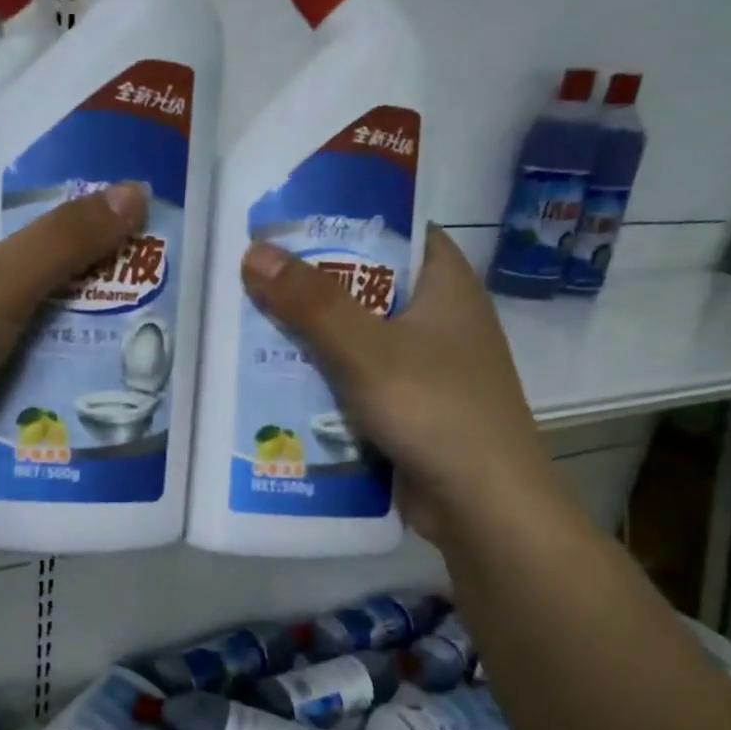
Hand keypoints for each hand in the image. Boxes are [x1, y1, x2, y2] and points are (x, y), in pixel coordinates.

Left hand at [0, 178, 147, 487]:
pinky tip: (49, 366)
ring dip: (37, 314)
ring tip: (96, 326)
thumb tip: (134, 189)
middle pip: (0, 248)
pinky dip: (10, 349)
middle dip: (56, 267)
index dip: (56, 205)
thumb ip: (66, 238)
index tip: (108, 226)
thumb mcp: (0, 283)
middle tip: (115, 281)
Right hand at [241, 226, 554, 538]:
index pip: (395, 232)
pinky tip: (277, 383)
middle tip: (249, 279)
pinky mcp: (407, 409)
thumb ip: (311, 303)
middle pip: (367, 287)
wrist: (482, 507)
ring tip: (248, 328)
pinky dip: (322, 381)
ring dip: (311, 339)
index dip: (344, 222)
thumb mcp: (367, 350)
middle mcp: (438, 320)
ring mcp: (424, 368)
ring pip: (356, 339)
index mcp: (445, 286)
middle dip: (311, 287)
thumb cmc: (435, 411)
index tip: (286, 226)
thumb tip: (253, 251)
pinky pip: (356, 382)